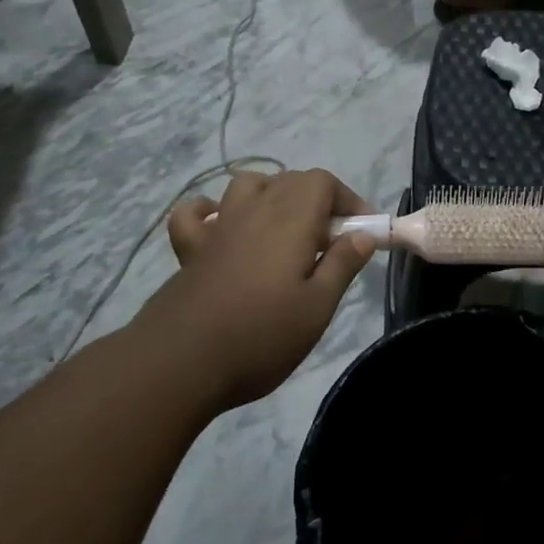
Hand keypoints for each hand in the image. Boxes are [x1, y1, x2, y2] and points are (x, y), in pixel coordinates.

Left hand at [135, 168, 374, 409]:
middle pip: (289, 180)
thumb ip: (342, 265)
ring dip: (271, 196)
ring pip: (246, 185)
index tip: (360, 232)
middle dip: (317, 200)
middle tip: (329, 242)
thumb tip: (362, 234)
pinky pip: (196, 213)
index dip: (347, 199)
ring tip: (283, 230)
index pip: (322, 181)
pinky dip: (210, 211)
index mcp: (290, 222)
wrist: (180, 364)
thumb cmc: (261, 336)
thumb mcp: (317, 308)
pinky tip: (222, 229)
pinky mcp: (190, 249)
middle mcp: (253, 212)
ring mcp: (217, 228)